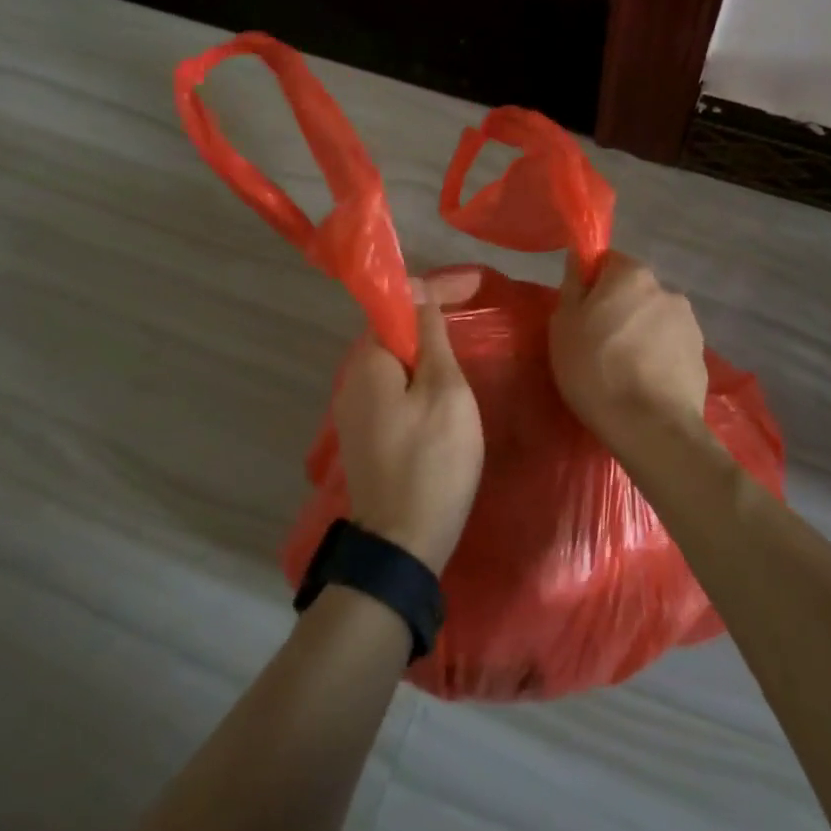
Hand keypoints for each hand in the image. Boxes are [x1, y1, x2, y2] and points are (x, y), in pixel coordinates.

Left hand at [331, 274, 484, 573]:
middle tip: (474, 310)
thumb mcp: (445, 392)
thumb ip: (432, 338)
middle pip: (393, 330)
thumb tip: (421, 293)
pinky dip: (419, 375)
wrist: (401, 544)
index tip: (476, 286)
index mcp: (369, 361)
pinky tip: (444, 384)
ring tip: (464, 342)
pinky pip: (393, 386)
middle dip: (431, 315)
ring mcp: (356, 409)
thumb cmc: (432, 461)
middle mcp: (354, 378)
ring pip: (394, 360)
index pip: (398, 302)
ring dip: (426, 346)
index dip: (436, 288)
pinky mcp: (366, 433)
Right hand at [550, 252, 709, 449]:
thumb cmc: (595, 368)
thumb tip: (579, 257)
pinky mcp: (701, 357)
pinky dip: (657, 358)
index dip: (592, 285)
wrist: (650, 426)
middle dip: (618, 310)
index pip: (608, 262)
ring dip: (640, 334)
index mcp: (632, 275)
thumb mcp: (564, 324)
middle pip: (634, 292)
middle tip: (596, 345)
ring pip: (654, 320)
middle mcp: (666, 290)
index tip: (580, 313)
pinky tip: (643, 385)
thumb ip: (573, 285)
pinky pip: (670, 348)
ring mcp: (689, 324)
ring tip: (622, 371)